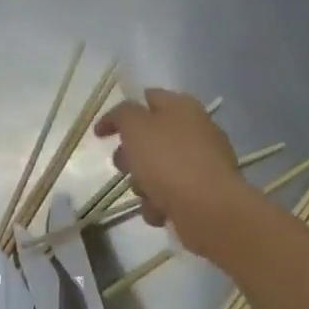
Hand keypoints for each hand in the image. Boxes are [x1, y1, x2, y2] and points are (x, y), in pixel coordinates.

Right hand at [94, 88, 256, 259]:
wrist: (208, 207)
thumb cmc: (168, 161)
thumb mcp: (136, 126)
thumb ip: (122, 114)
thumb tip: (121, 116)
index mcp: (182, 108)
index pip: (146, 99)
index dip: (120, 114)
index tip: (100, 134)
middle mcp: (194, 131)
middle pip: (149, 139)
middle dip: (130, 156)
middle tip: (125, 167)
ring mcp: (200, 163)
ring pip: (155, 170)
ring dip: (142, 184)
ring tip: (146, 194)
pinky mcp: (202, 192)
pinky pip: (168, 194)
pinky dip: (159, 203)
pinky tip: (161, 210)